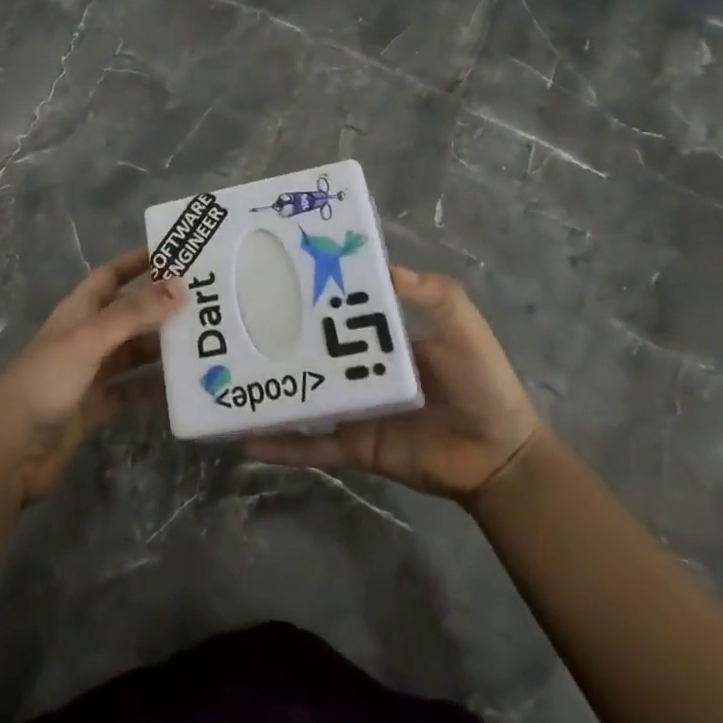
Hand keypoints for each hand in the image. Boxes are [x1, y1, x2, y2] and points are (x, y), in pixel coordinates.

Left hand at [0, 248, 183, 504]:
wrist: (11, 450)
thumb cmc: (46, 382)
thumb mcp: (90, 339)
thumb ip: (134, 314)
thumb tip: (179, 286)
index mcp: (79, 311)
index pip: (112, 275)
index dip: (138, 261)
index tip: (176, 253)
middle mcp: (86, 336)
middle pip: (129, 313)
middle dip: (161, 307)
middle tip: (206, 303)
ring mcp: (91, 371)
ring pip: (134, 351)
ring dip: (162, 347)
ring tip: (203, 343)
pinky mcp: (96, 405)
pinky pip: (131, 388)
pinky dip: (153, 386)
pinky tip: (182, 386)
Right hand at [246, 265, 542, 502]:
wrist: (498, 456)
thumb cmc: (483, 383)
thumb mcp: (463, 325)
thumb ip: (433, 293)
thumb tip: (383, 266)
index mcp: (381, 337)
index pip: (338, 309)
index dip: (311, 293)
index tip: (274, 273)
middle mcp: (358, 368)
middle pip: (310, 350)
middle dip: (275, 337)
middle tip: (231, 320)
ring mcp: (351, 408)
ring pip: (300, 395)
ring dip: (267, 389)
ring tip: (223, 377)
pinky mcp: (351, 446)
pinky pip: (309, 445)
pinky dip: (278, 445)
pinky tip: (243, 439)